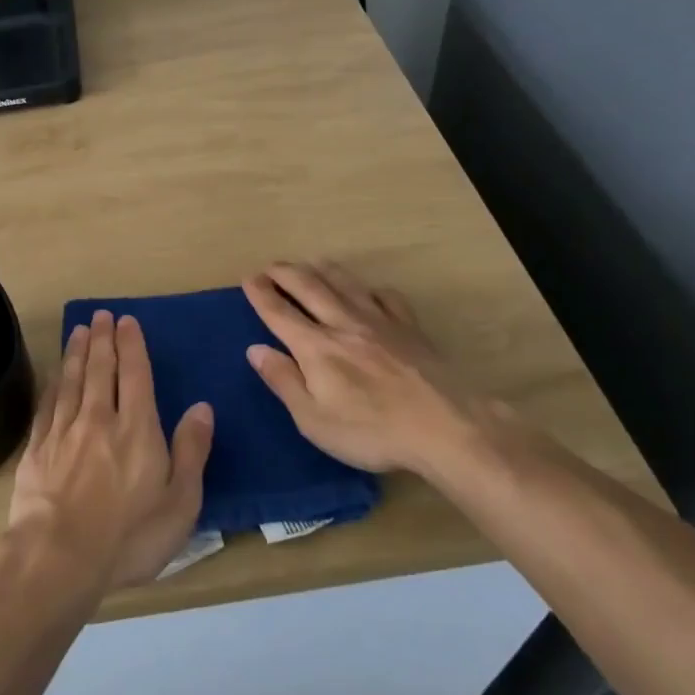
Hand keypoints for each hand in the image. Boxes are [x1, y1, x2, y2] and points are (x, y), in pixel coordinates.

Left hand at [8, 311, 215, 591]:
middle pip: (99, 369)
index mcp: (136, 428)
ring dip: (76, 352)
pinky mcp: (38, 449)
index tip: (126, 321)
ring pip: (71, 380)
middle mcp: (99, 419)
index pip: (134, 374)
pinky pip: (48, 404)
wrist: (58, 557)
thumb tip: (202, 406)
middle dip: (102, 339)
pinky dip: (53, 383)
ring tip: (79, 330)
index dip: (131, 345)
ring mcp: (64, 432)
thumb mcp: (180, 502)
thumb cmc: (129, 535)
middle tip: (101, 316)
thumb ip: (192, 450)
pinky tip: (54, 374)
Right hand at [241, 262, 490, 475]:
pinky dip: (371, 290)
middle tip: (271, 266)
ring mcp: (380, 322)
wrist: (446, 427)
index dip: (261, 293)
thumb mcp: (314, 420)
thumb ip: (283, 381)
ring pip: (345, 284)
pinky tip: (370, 292)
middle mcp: (343, 324)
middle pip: (309, 287)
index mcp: (316, 347)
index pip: (279, 312)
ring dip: (323, 269)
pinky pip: (387, 298)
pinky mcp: (410, 329)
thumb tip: (255, 349)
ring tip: (311, 262)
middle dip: (286, 273)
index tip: (248, 279)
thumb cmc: (372, 432)